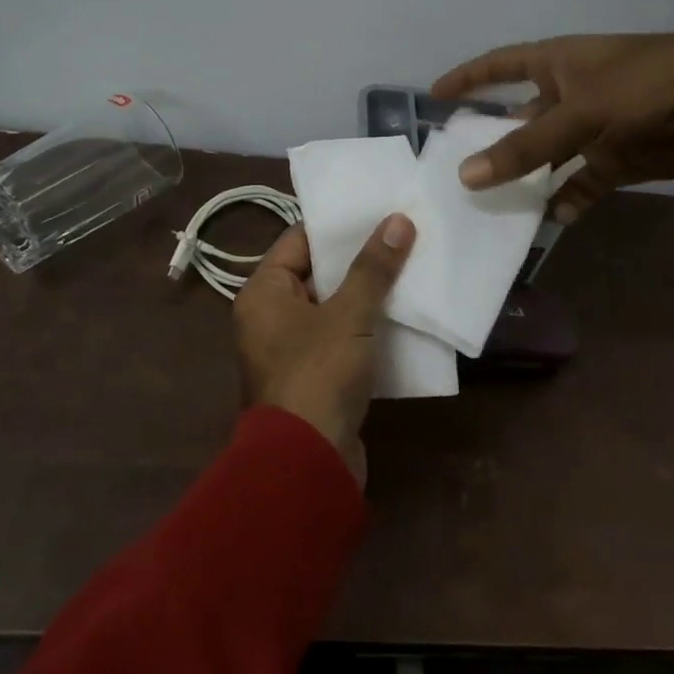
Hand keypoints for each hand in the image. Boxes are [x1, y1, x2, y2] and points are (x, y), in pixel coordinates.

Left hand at [233, 216, 416, 485]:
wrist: (307, 462)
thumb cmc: (319, 375)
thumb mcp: (349, 315)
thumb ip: (373, 268)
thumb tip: (397, 220)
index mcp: (263, 292)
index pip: (299, 240)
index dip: (339, 226)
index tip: (379, 211)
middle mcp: (269, 316)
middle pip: (317, 273)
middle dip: (359, 260)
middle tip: (403, 236)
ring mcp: (290, 349)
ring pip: (332, 308)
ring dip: (367, 295)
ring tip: (410, 269)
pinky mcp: (313, 377)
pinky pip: (340, 339)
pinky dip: (366, 328)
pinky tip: (403, 316)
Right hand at [431, 30, 673, 220]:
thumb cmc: (648, 87)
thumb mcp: (579, 113)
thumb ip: (524, 147)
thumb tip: (466, 176)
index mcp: (557, 63)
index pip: (499, 66)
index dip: (468, 79)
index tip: (435, 97)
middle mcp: (570, 93)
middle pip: (519, 119)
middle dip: (491, 142)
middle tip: (455, 173)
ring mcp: (594, 129)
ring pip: (547, 157)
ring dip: (526, 179)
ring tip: (492, 206)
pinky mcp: (617, 160)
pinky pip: (581, 183)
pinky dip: (567, 200)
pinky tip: (549, 220)